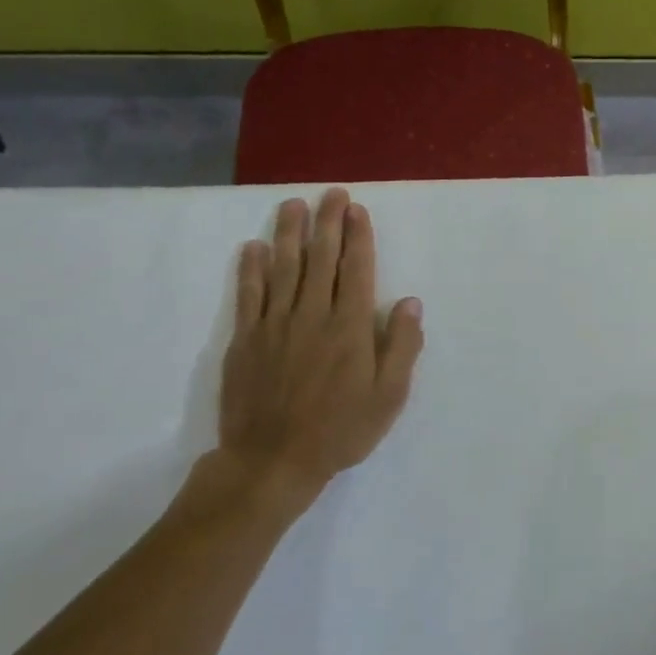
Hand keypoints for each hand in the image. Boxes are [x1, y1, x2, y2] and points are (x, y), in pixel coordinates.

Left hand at [216, 190, 424, 510]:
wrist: (272, 461)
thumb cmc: (341, 430)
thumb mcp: (389, 396)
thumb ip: (401, 346)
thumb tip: (410, 302)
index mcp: (350, 328)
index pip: (356, 270)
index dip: (357, 237)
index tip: (357, 210)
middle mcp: (313, 316)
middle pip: (321, 259)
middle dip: (327, 223)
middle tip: (331, 193)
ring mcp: (275, 325)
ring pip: (284, 268)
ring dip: (290, 233)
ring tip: (293, 205)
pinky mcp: (246, 340)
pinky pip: (249, 295)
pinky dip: (252, 269)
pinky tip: (253, 247)